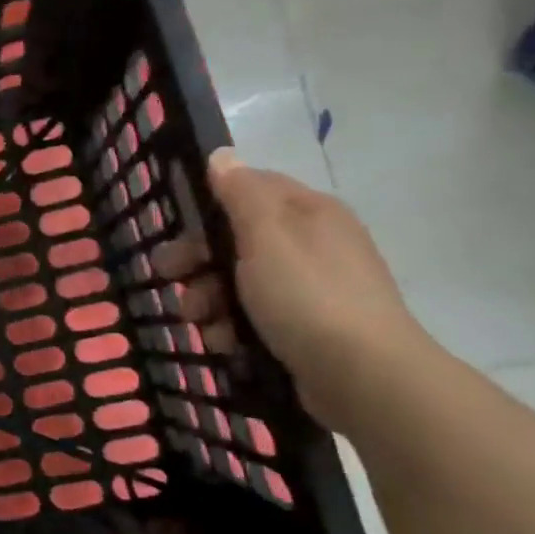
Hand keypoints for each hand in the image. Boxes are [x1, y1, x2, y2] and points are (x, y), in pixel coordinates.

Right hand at [155, 148, 428, 429]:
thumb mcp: (266, 236)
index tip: (177, 230)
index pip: (248, 188)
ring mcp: (311, 288)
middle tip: (170, 278)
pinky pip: (253, 316)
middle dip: (197, 261)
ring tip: (199, 321)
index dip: (208, 205)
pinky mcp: (306, 327)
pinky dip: (231, 326)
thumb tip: (222, 155)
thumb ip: (240, 194)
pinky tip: (225, 342)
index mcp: (308, 212)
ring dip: (207, 299)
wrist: (364, 378)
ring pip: (237, 281)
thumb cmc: (307, 297)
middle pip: (236, 239)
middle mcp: (312, 243)